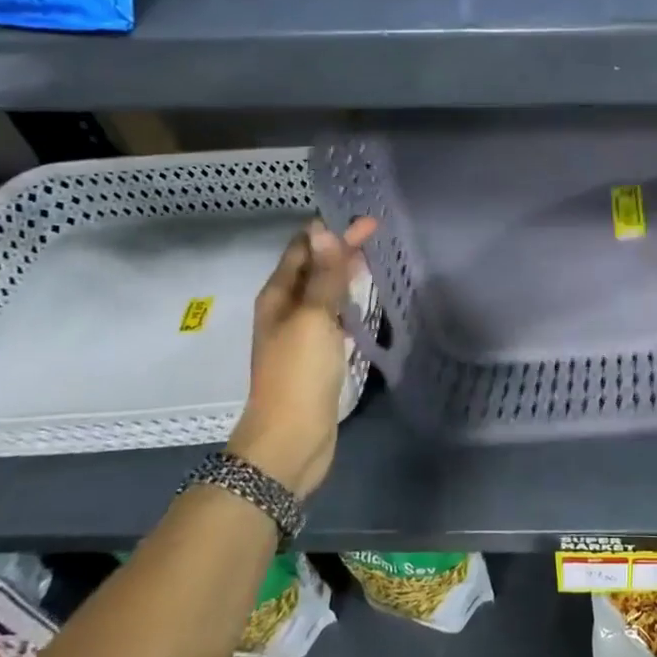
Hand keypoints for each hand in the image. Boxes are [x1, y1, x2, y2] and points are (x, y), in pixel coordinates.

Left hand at [228, 217, 376, 497]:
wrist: (291, 438)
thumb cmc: (299, 374)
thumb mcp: (313, 318)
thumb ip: (323, 276)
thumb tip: (323, 229)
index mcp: (278, 296)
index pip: (304, 249)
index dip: (331, 231)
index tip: (365, 217)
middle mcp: (286, 311)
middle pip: (314, 269)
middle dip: (340, 249)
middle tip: (378, 233)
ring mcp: (301, 335)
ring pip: (324, 294)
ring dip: (345, 276)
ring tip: (375, 261)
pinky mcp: (317, 357)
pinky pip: (334, 319)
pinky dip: (349, 304)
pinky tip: (366, 305)